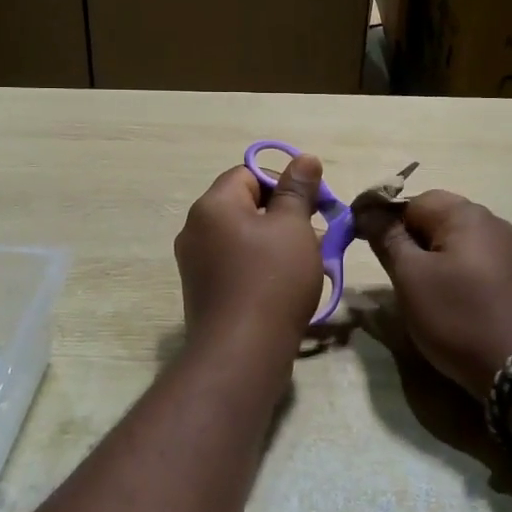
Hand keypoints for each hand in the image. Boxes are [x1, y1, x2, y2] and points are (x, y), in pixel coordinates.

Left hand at [174, 157, 324, 355]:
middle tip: (317, 233)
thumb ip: (298, 189)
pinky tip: (286, 285)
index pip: (248, 173)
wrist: (241, 352)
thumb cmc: (272, 279)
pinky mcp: (202, 291)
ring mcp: (195, 263)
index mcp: (212, 205)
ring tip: (309, 261)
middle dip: (284, 215)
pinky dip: (260, 265)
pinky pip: (234, 264)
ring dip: (275, 242)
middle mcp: (195, 229)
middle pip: (244, 205)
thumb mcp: (294, 227)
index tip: (313, 204)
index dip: (283, 182)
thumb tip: (304, 158)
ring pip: (242, 237)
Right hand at [359, 190, 511, 399]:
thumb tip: (367, 210)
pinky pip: (476, 261)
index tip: (372, 250)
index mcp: (465, 214)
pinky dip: (457, 273)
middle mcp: (492, 221)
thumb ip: (388, 239)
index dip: (388, 221)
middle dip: (412, 241)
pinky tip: (454, 301)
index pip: (413, 200)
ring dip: (434, 258)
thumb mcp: (410, 277)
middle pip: (438, 218)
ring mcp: (510, 248)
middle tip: (399, 276)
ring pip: (457, 242)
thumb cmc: (457, 316)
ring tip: (424, 292)